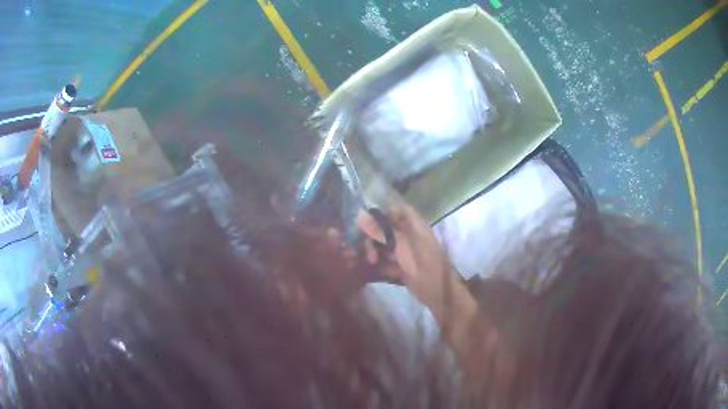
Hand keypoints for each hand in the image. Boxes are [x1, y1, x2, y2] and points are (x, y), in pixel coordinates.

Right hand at [357, 205, 458, 309]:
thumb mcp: (403, 247)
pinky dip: (379, 263)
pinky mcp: (403, 266)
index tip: (369, 225)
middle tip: (370, 252)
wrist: (438, 294)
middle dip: (374, 237)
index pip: (399, 210)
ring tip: (371, 262)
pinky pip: (387, 260)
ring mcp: (407, 252)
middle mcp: (411, 236)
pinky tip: (370, 269)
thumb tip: (361, 215)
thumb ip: (382, 231)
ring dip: (374, 251)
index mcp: (416, 227)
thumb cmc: (424, 266)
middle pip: (388, 228)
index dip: (384, 215)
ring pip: (385, 245)